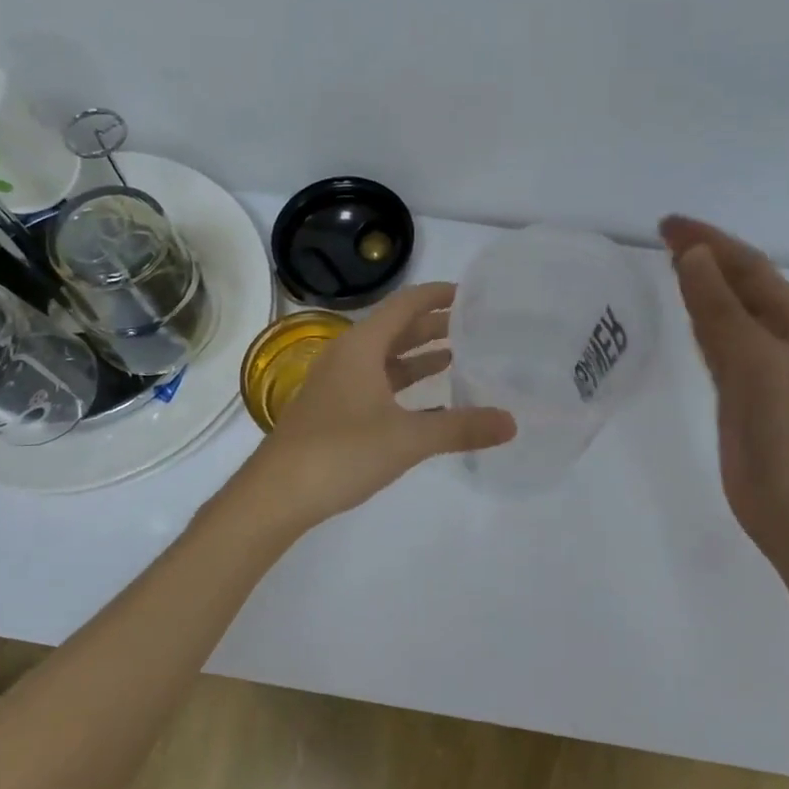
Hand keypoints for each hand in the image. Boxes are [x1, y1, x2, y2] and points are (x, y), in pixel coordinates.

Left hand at [244, 283, 515, 531]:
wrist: (277, 494)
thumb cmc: (341, 452)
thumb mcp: (408, 438)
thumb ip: (460, 428)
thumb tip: (511, 423)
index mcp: (361, 347)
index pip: (404, 305)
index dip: (436, 295)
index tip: (469, 294)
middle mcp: (347, 358)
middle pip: (395, 330)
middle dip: (432, 326)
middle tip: (472, 326)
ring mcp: (337, 386)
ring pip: (385, 361)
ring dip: (417, 357)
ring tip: (456, 356)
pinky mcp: (333, 412)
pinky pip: (376, 387)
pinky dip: (404, 389)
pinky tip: (430, 405)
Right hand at [662, 216, 788, 570]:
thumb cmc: (786, 432)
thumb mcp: (754, 361)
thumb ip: (720, 308)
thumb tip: (692, 255)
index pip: (751, 268)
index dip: (711, 241)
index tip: (669, 224)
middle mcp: (785, 340)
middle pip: (742, 287)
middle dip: (707, 258)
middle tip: (664, 237)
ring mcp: (764, 371)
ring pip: (730, 315)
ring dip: (704, 288)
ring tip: (671, 264)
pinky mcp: (743, 397)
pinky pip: (720, 346)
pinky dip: (702, 324)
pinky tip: (688, 316)